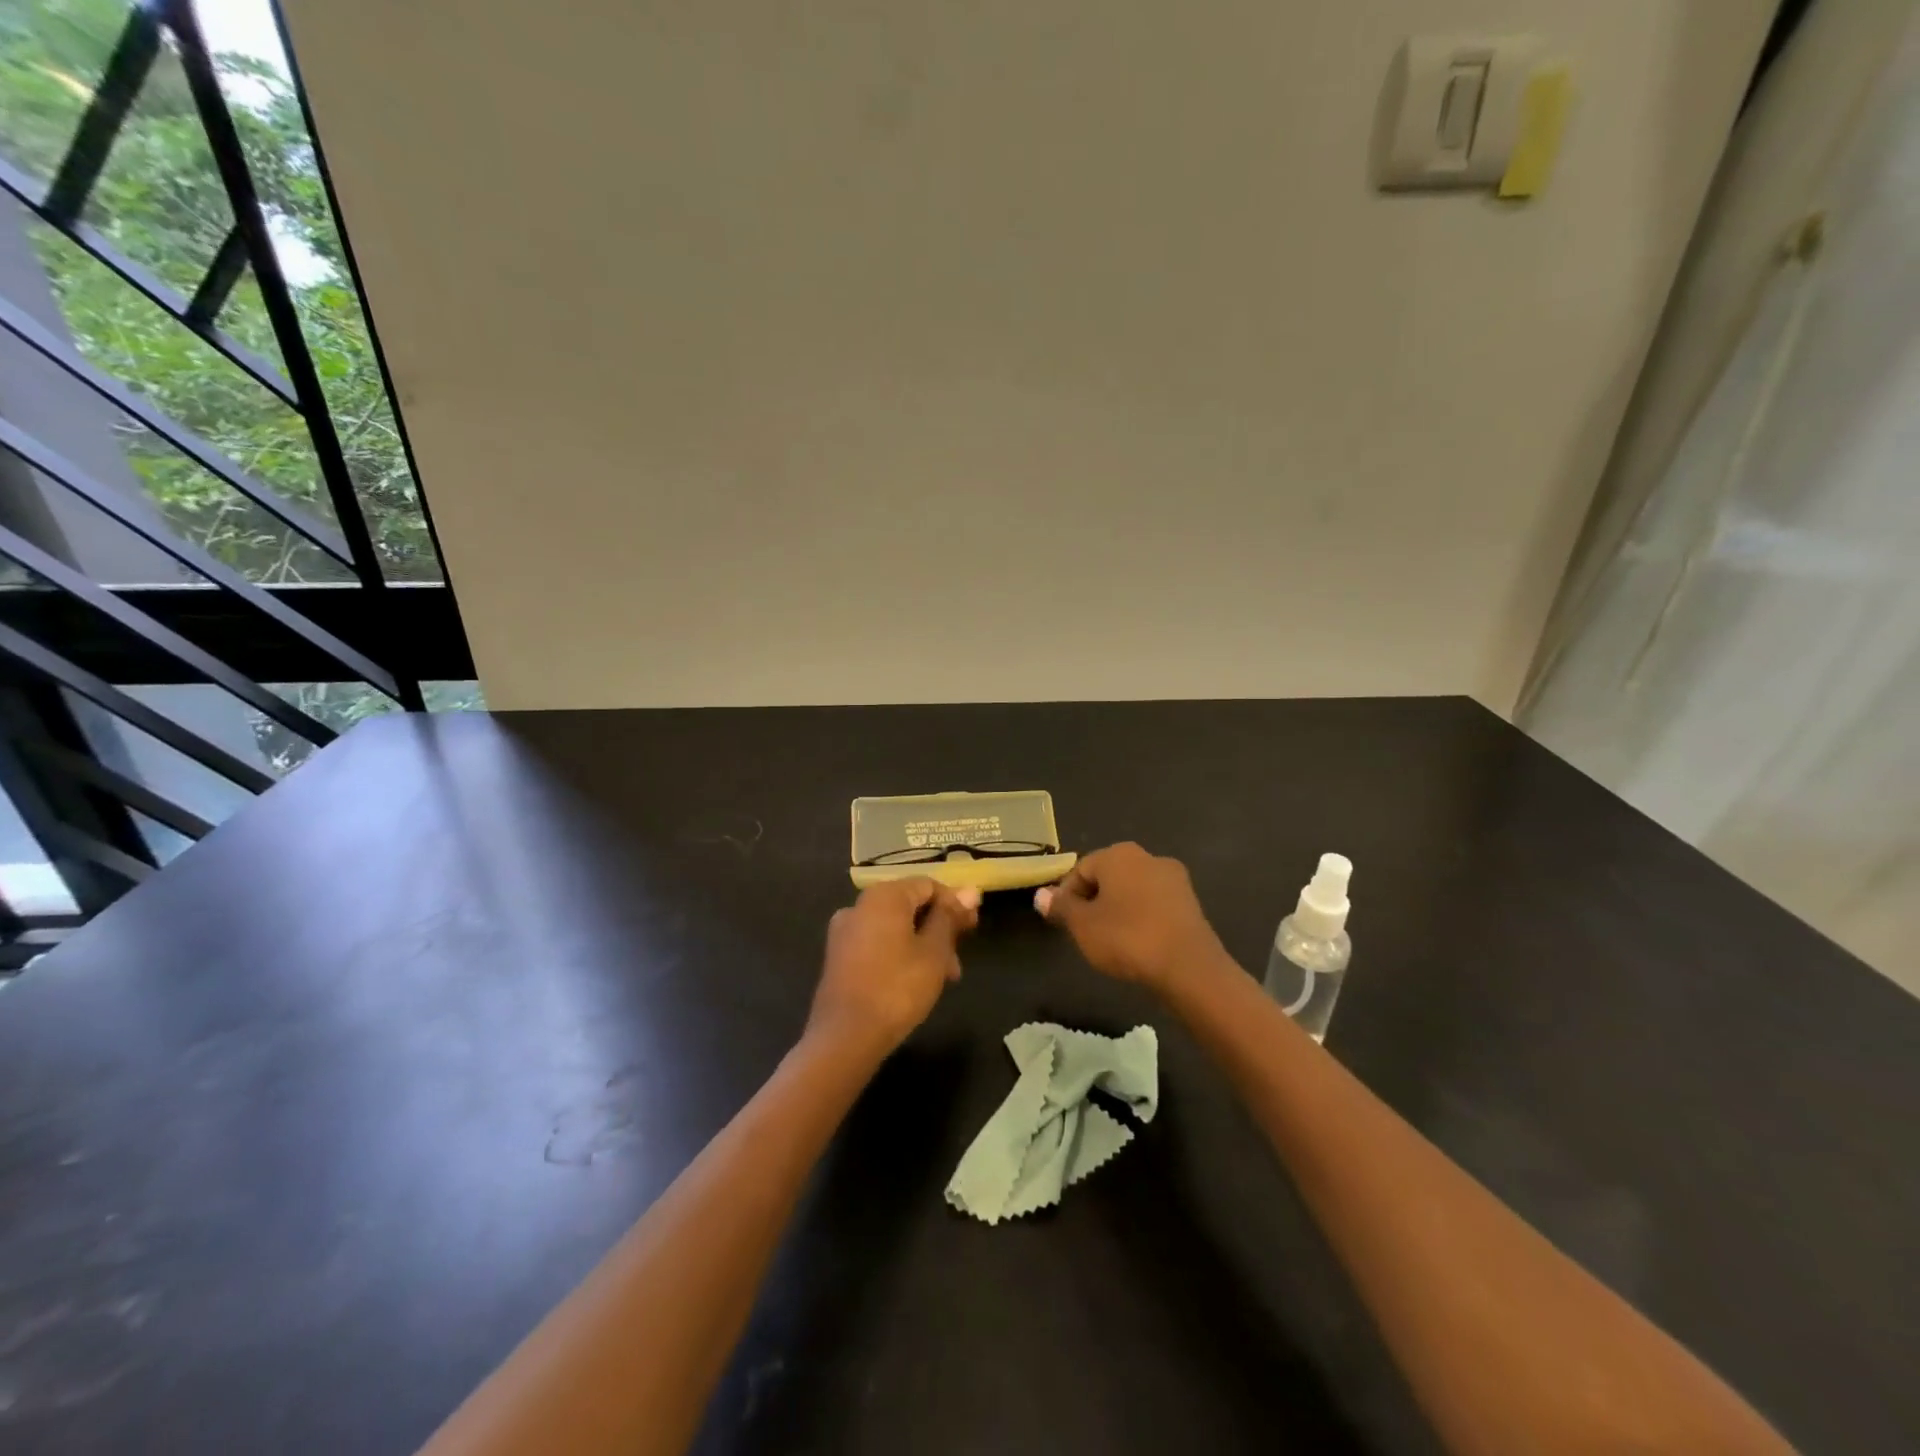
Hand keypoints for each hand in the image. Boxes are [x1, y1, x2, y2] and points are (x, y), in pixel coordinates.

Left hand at [807, 879, 980, 1057]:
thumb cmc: (897, 988)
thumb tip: (970, 890)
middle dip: (939, 929)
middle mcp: (859, 905)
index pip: (929, 885)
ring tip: (943, 978)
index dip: (955, 904)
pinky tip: (915, 982)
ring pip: (895, 927)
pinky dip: (900, 954)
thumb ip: (950, 918)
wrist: (845, 1037)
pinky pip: (878, 943)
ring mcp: (845, 931)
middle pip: (910, 905)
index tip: (973, 930)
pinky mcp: (839, 957)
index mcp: (884, 896)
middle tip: (958, 960)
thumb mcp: (934, 952)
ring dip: (923, 945)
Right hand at [1035, 843, 1229, 995]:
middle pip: (1108, 877)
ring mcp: (1174, 879)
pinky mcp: (1191, 903)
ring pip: (1133, 891)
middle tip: (1085, 933)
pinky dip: (1142, 919)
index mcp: (1118, 854)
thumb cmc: (1127, 938)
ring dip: (1119, 910)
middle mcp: (1148, 857)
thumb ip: (1061, 907)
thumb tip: (1041, 894)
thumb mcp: (1083, 926)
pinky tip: (1138, 944)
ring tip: (1111, 942)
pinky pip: (1155, 905)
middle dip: (1094, 902)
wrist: (1189, 967)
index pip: (1081, 869)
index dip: (1067, 896)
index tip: (1063, 924)